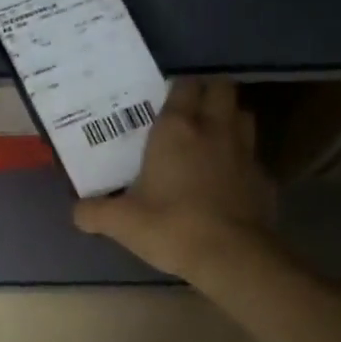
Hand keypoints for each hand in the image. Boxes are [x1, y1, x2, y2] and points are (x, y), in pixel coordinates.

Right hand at [72, 78, 276, 281]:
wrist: (231, 256)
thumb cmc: (172, 227)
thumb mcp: (121, 223)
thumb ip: (94, 212)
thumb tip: (77, 211)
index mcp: (177, 129)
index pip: (183, 85)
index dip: (175, 89)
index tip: (162, 103)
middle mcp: (214, 128)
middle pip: (221, 88)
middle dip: (208, 93)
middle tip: (190, 114)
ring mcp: (245, 151)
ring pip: (242, 115)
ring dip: (228, 119)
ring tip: (210, 139)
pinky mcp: (263, 177)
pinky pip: (252, 155)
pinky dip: (241, 159)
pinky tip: (227, 178)